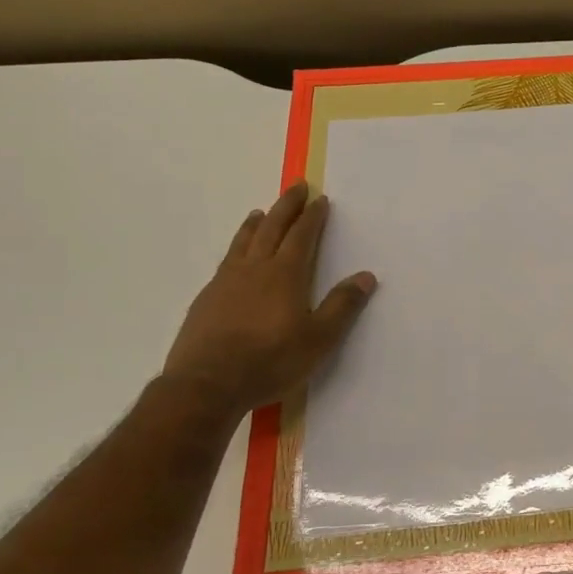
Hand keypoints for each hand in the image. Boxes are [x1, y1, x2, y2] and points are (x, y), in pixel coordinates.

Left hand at [161, 181, 375, 412]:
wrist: (205, 385)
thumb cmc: (269, 361)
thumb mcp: (318, 339)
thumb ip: (342, 306)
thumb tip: (367, 276)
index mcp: (285, 274)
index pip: (302, 235)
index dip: (312, 216)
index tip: (320, 199)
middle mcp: (254, 269)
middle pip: (272, 228)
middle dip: (286, 206)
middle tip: (296, 187)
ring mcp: (226, 282)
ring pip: (244, 241)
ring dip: (256, 223)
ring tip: (261, 212)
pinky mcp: (206, 299)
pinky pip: (226, 261)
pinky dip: (236, 247)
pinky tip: (235, 257)